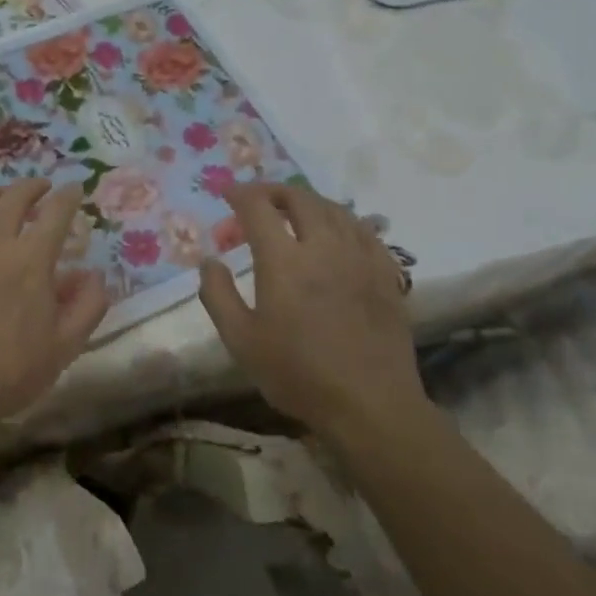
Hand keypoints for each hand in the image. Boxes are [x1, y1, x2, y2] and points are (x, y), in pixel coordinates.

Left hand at [0, 180, 108, 463]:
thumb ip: (88, 305)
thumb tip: (94, 272)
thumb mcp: (65, 346)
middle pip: (15, 197)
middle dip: (33, 187)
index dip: (69, 196)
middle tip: (42, 188)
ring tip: (2, 196)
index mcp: (30, 260)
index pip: (56, 212)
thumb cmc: (9, 373)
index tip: (74, 189)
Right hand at [198, 182, 421, 431]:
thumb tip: (209, 261)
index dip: (240, 194)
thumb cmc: (298, 374)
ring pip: (335, 209)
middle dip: (274, 191)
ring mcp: (359, 258)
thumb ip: (218, 295)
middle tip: (259, 199)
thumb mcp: (241, 341)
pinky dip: (343, 220)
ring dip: (309, 201)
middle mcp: (323, 247)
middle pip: (299, 199)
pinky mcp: (386, 274)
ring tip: (295, 210)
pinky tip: (338, 232)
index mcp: (283, 261)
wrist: (370, 405)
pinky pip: (365, 230)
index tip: (228, 194)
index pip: (258, 207)